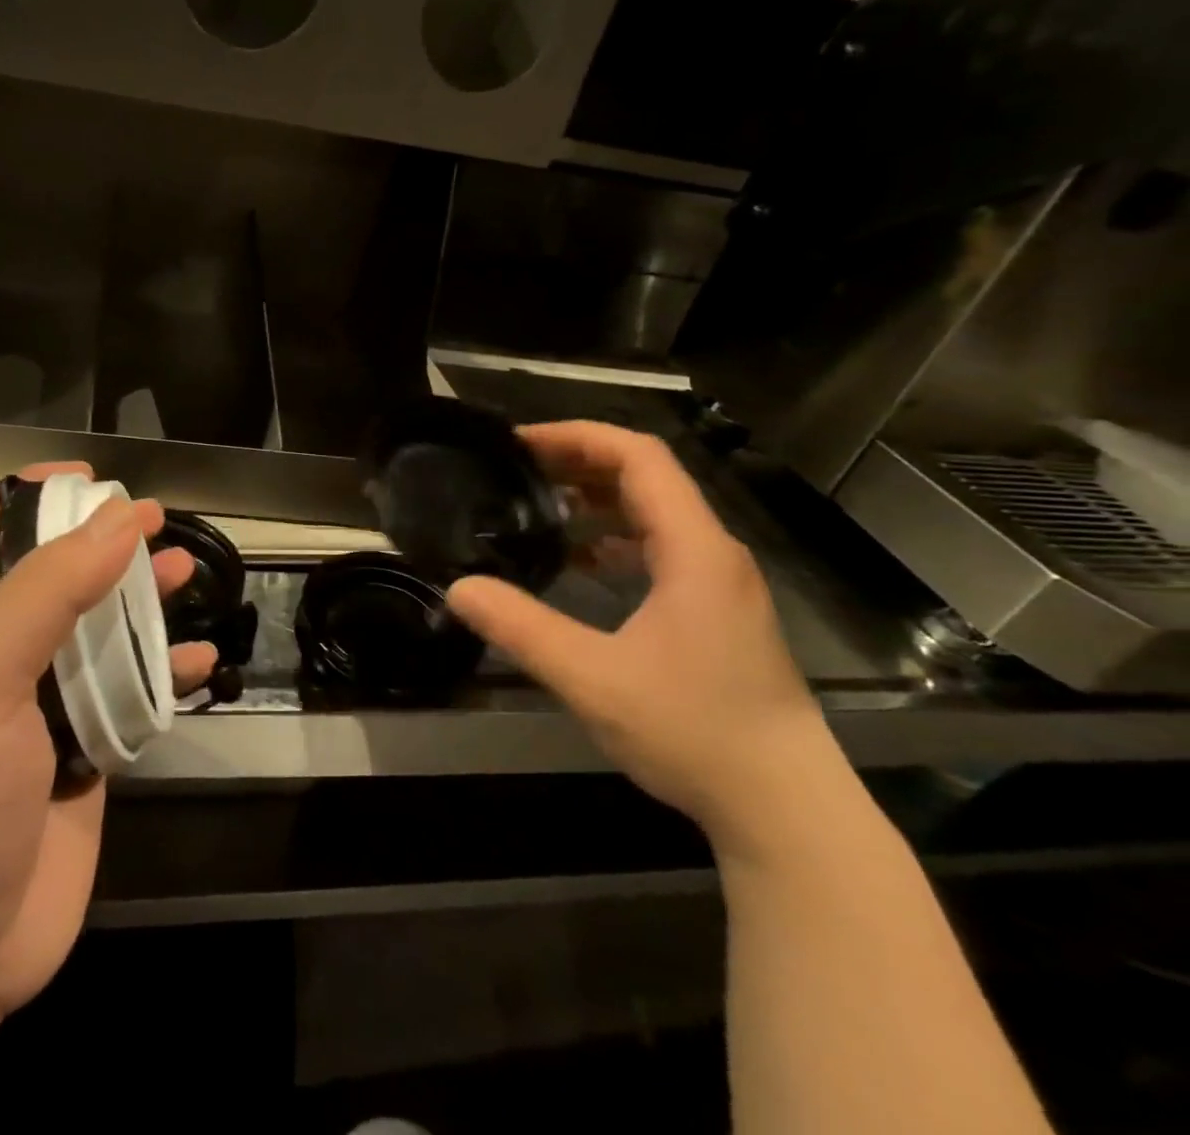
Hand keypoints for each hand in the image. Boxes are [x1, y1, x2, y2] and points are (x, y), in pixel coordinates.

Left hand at [0, 463, 215, 1025]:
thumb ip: (46, 592)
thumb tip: (117, 518)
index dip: (27, 491)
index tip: (87, 479)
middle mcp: (8, 654)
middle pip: (58, 572)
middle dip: (102, 539)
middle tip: (154, 521)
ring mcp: (50, 706)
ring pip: (104, 630)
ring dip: (145, 599)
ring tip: (188, 572)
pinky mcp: (88, 754)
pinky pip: (136, 696)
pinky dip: (170, 673)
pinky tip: (203, 662)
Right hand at [446, 421, 837, 856]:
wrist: (786, 808)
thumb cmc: (695, 732)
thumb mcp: (593, 678)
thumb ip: (521, 629)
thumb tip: (460, 588)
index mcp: (694, 549)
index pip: (639, 457)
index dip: (577, 437)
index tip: (520, 443)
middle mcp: (713, 552)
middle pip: (647, 476)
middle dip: (580, 461)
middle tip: (517, 468)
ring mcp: (720, 583)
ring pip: (655, 512)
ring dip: (597, 498)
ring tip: (540, 505)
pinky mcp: (717, 611)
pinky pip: (661, 548)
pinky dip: (615, 538)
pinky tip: (580, 561)